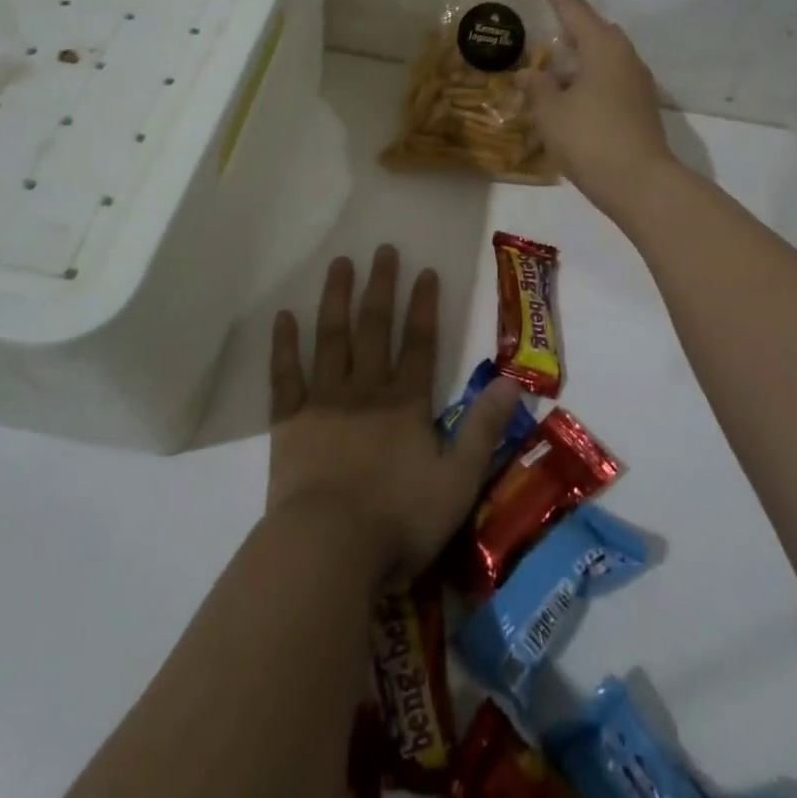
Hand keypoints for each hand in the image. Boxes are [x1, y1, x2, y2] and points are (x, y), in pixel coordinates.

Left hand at [268, 246, 522, 581]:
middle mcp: (365, 390)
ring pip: (332, 338)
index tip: (425, 269)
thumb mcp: (459, 481)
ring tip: (340, 264)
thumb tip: (513, 383)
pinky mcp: (289, 422)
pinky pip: (286, 376)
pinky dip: (284, 345)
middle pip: (375, 329)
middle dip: (381, 287)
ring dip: (336, 299)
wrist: (328, 548)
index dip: (424, 306)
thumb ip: (484, 430)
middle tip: (383, 249)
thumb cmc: (399, 520)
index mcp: (405, 404)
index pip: (420, 344)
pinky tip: (283, 316)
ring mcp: (324, 402)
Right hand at [518, 0, 673, 209]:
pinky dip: (585, 83)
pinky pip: (607, 81)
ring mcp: (636, 82)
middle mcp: (624, 56)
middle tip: (541, 31)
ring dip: (574, 63)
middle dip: (565, 29)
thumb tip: (528, 75)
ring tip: (548, 76)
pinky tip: (568, 102)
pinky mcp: (639, 106)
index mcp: (602, 46)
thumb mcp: (550, 111)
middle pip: (591, 31)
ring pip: (600, 59)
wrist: (640, 183)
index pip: (570, 7)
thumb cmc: (590, 138)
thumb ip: (536, 87)